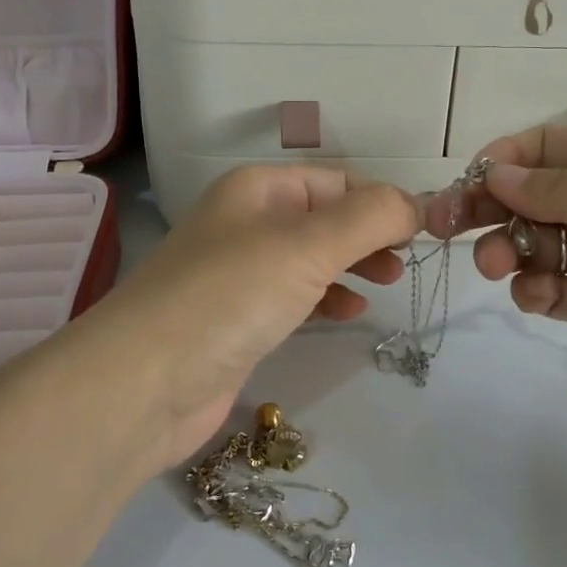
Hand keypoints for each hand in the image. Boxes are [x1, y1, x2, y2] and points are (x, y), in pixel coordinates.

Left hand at [89, 166, 418, 471]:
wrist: (143, 384)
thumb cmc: (229, 297)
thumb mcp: (307, 246)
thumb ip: (369, 218)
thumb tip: (417, 203)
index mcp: (258, 189)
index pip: (336, 181)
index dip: (381, 201)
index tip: (424, 230)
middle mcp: (247, 222)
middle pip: (325, 217)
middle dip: (370, 234)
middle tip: (408, 261)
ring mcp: (240, 272)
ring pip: (312, 257)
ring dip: (353, 264)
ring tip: (390, 282)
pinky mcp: (238, 318)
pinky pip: (295, 295)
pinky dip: (327, 297)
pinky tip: (350, 312)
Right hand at [428, 127, 566, 426]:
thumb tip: (492, 172)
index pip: (541, 147)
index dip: (502, 159)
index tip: (471, 180)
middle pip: (522, 196)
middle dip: (482, 205)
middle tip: (443, 224)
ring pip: (526, 243)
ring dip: (501, 249)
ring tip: (499, 265)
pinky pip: (547, 290)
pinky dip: (530, 291)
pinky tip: (535, 295)